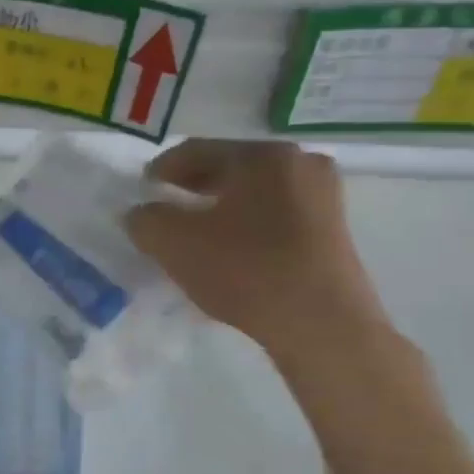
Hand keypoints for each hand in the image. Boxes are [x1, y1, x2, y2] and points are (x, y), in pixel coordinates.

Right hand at [125, 140, 390, 358]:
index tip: (142, 187)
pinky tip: (230, 249)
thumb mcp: (175, 243)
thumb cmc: (245, 270)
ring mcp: (323, 196)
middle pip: (231, 167)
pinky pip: (276, 214)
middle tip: (166, 205)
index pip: (198, 150)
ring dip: (220, 207)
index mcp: (262, 155)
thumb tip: (141, 212)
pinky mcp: (332, 230)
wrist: (320, 322)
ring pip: (255, 192)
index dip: (163, 168)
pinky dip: (247, 223)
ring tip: (194, 231)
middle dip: (193, 186)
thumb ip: (146, 220)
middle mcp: (299, 163)